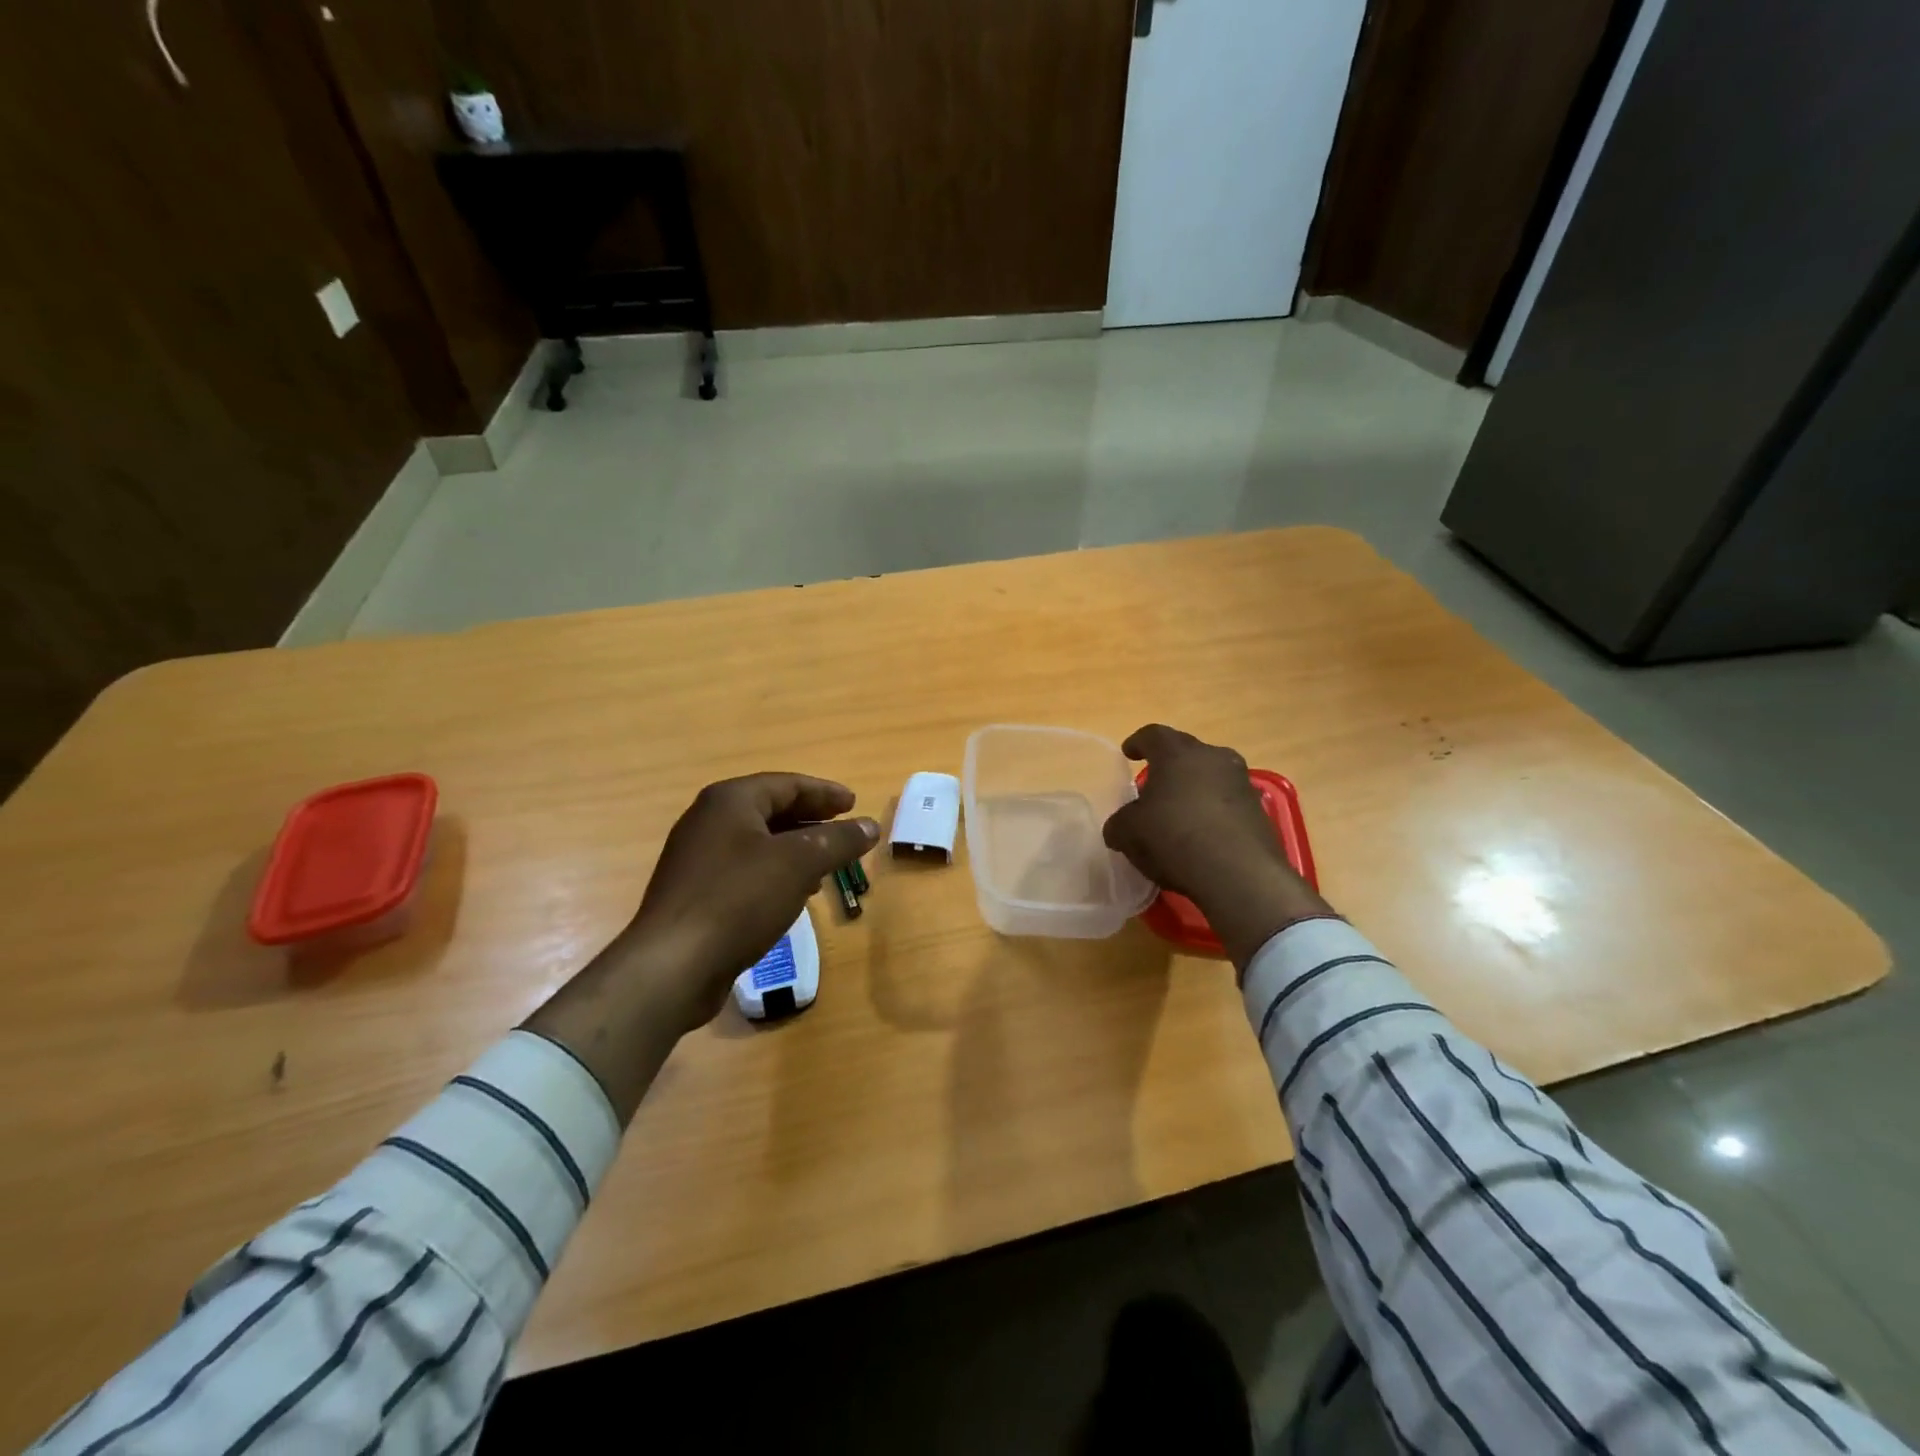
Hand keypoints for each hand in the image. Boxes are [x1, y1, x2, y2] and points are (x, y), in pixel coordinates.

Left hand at [619, 774, 879, 1029]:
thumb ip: (839, 840)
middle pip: (770, 810)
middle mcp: (709, 821)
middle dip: (811, 820)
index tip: (854, 803)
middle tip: (844, 829)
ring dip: (795, 848)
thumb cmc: (740, 899)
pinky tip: (794, 893)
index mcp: (730, 801)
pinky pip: (745, 870)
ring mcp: (698, 858)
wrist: (674, 965)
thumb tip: (870, 825)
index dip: (824, 792)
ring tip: (827, 862)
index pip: (787, 784)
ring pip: (758, 842)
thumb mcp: (800, 863)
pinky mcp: (696, 893)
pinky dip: (775, 872)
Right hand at [1103, 725, 1334, 968]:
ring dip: (1194, 789)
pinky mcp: (1259, 810)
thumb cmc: (1174, 838)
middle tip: (1154, 785)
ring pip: (1210, 776)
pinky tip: (1202, 836)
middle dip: (1169, 766)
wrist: (1239, 874)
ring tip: (1179, 813)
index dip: (1138, 742)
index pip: (1153, 735)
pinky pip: (1227, 802)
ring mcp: (1241, 782)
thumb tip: (1119, 826)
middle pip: (1186, 753)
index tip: (1129, 753)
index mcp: (1177, 753)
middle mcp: (1213, 758)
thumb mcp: (1129, 833)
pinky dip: (1212, 812)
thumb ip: (1119, 823)